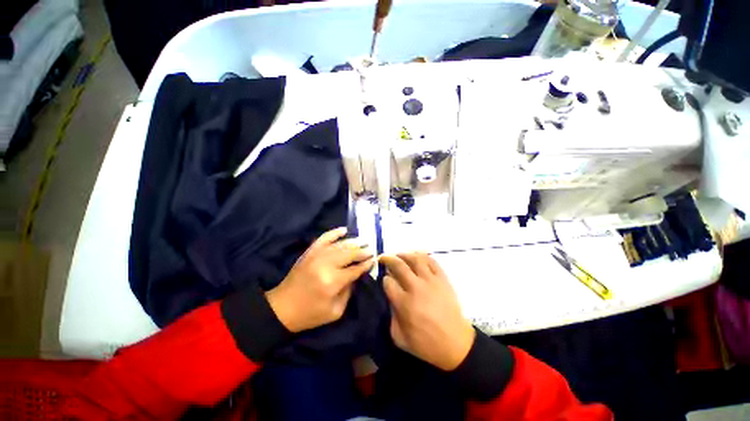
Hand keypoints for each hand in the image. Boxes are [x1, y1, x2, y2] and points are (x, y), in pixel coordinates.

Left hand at [266, 227, 373, 332]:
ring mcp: (316, 256)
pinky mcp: (309, 252)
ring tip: (363, 241)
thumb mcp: (335, 311)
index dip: (366, 264)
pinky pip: (324, 238)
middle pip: (349, 254)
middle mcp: (325, 265)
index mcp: (332, 282)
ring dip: (353, 242)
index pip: (355, 269)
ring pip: (339, 245)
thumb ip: (349, 292)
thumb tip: (357, 275)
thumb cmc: (310, 314)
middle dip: (362, 251)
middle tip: (371, 249)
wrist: (282, 308)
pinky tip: (344, 229)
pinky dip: (334, 232)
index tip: (374, 259)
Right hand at [380, 253, 474, 370]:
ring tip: (398, 254)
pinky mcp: (443, 279)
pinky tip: (416, 256)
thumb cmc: (426, 344)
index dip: (384, 279)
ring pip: (415, 259)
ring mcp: (431, 281)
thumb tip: (389, 298)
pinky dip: (422, 255)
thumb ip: (390, 316)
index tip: (385, 280)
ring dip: (404, 254)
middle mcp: (416, 288)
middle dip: (388, 259)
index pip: (388, 282)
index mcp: (404, 303)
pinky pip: (432, 261)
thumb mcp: (399, 338)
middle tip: (383, 258)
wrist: (456, 344)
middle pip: (398, 265)